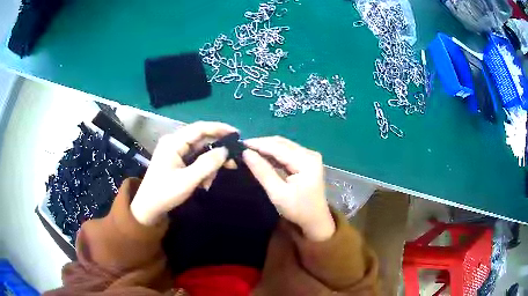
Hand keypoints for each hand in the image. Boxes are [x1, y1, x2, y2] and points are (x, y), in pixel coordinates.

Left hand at [130, 121, 237, 225]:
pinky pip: (196, 159)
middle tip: (232, 163)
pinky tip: (203, 183)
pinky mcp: (177, 160)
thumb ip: (207, 164)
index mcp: (173, 142)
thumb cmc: (165, 193)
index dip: (219, 129)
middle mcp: (174, 142)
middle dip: (216, 152)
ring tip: (208, 183)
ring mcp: (175, 151)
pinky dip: (203, 170)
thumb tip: (225, 151)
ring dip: (209, 166)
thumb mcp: (188, 180)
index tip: (237, 135)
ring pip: (201, 151)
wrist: (148, 208)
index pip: (200, 128)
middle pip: (202, 139)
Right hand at [243, 136, 334, 241]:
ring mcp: (310, 157)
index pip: (278, 147)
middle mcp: (310, 154)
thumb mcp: (277, 193)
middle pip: (282, 143)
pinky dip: (274, 154)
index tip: (240, 144)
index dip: (258, 144)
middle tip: (242, 147)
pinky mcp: (307, 161)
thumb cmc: (298, 210)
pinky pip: (287, 152)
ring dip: (267, 147)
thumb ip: (262, 171)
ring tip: (249, 150)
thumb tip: (246, 153)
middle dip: (262, 144)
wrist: (316, 221)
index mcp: (306, 161)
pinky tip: (262, 156)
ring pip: (284, 146)